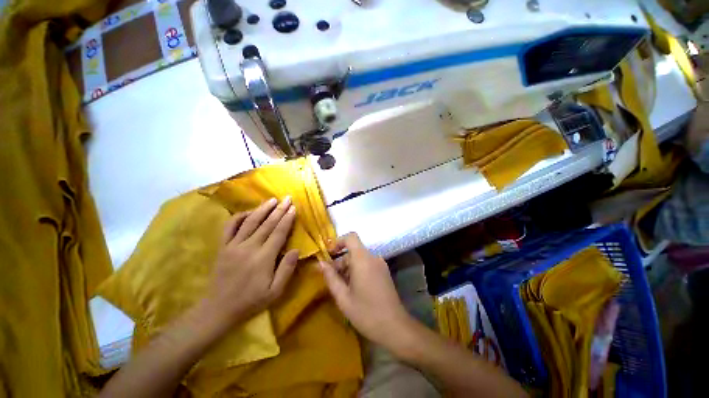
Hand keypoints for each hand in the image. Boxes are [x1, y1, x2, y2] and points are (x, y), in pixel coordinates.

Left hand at [203, 197, 298, 328]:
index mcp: (264, 258)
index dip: (287, 219)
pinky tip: (249, 211)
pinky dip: (239, 217)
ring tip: (272, 199)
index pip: (279, 232)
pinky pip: (230, 227)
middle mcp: (249, 247)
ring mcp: (233, 245)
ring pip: (250, 222)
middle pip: (267, 224)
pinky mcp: (223, 247)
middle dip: (279, 209)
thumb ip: (287, 269)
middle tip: (287, 198)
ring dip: (262, 209)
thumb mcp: (275, 291)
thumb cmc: (251, 301)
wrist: (219, 309)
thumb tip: (296, 249)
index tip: (293, 208)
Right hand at [319, 233, 414, 349]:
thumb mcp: (343, 297)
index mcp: (363, 259)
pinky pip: (367, 264)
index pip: (351, 237)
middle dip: (339, 261)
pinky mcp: (384, 272)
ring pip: (359, 258)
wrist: (395, 327)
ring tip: (340, 287)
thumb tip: (320, 263)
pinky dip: (357, 270)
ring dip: (347, 267)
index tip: (328, 255)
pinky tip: (352, 288)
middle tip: (330, 278)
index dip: (338, 242)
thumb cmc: (366, 313)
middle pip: (353, 250)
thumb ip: (330, 277)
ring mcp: (380, 264)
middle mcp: (373, 257)